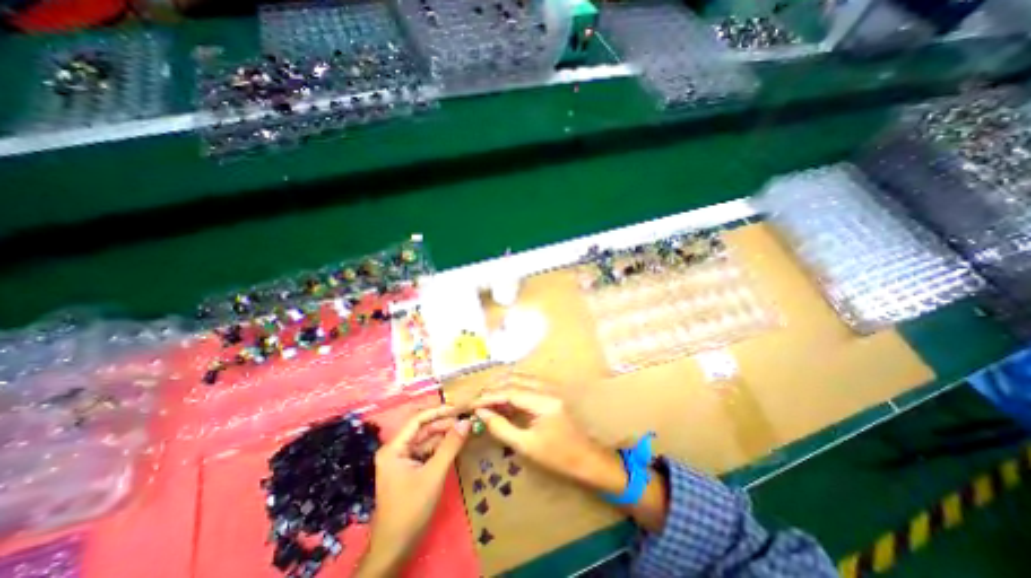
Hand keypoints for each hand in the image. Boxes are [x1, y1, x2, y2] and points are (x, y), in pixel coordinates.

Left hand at [354, 410, 468, 574]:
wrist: (395, 549)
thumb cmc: (411, 509)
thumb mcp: (434, 474)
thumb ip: (450, 445)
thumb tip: (466, 421)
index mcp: (394, 448)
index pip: (418, 420)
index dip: (439, 411)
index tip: (459, 408)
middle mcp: (396, 449)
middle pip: (423, 429)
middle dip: (445, 423)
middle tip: (467, 419)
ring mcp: (402, 460)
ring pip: (427, 439)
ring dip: (445, 435)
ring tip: (465, 429)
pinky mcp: (410, 469)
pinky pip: (427, 451)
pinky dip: (441, 447)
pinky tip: (456, 443)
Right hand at [471, 377, 624, 494]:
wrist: (587, 458)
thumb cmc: (558, 457)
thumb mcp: (526, 446)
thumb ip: (501, 427)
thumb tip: (481, 413)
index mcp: (543, 402)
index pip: (509, 392)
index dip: (488, 397)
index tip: (471, 404)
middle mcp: (547, 389)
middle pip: (514, 380)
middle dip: (493, 388)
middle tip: (475, 400)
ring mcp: (550, 388)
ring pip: (520, 378)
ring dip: (501, 385)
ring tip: (484, 397)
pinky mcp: (550, 392)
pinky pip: (526, 383)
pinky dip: (511, 388)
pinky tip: (501, 398)